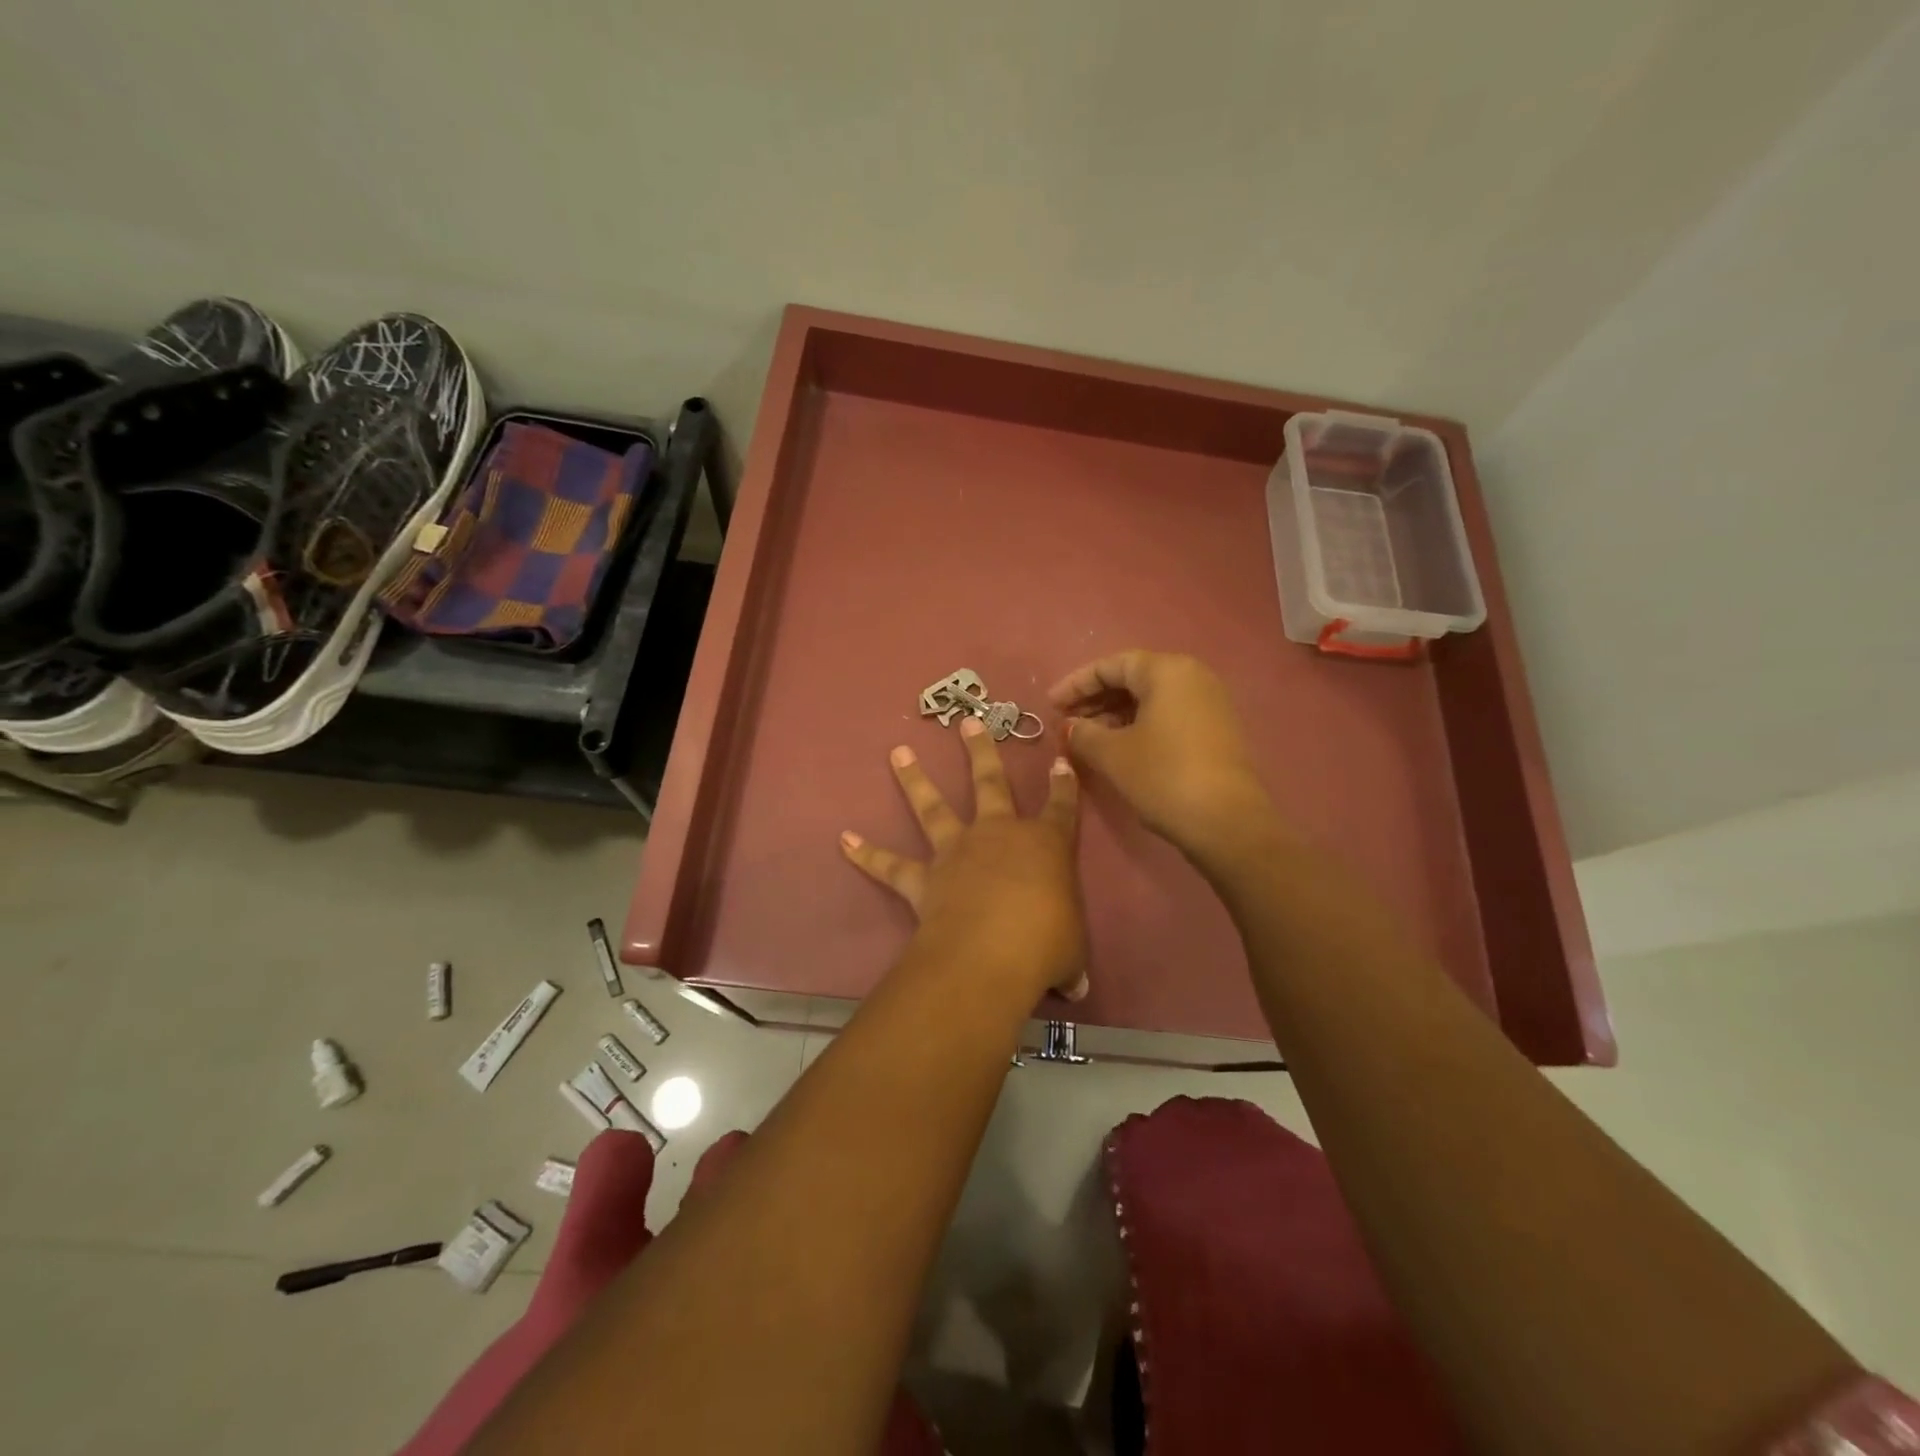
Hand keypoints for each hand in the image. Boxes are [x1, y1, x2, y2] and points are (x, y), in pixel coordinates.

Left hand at [841, 716, 1087, 1000]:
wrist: (989, 955)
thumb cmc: (1045, 944)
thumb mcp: (1071, 952)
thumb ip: (1069, 958)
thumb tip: (1075, 985)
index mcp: (1045, 845)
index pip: (1061, 807)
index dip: (1064, 785)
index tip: (1061, 761)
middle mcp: (998, 835)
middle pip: (990, 782)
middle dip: (980, 750)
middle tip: (967, 721)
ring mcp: (956, 852)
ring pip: (933, 807)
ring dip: (914, 779)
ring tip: (897, 752)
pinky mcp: (923, 879)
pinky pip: (890, 865)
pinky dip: (866, 853)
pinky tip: (844, 840)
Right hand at [1049, 650, 1277, 857]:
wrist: (1227, 822)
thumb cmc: (1163, 776)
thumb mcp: (1112, 754)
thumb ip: (1083, 733)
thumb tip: (1069, 726)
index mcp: (1167, 671)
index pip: (1111, 665)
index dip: (1076, 684)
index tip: (1050, 705)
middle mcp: (1193, 677)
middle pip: (1133, 678)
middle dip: (1095, 699)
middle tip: (1065, 722)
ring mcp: (1209, 704)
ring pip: (1151, 699)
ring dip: (1114, 715)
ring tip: (1086, 738)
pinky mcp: (1216, 730)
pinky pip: (1168, 715)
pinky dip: (1139, 725)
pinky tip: (1118, 748)